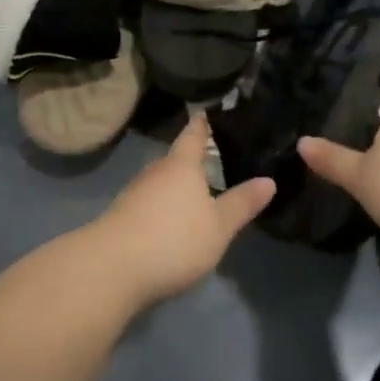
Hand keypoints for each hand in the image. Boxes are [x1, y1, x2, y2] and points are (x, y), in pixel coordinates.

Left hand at [88, 113, 275, 308]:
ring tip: (199, 195)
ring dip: (177, 188)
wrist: (110, 269)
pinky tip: (173, 223)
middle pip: (177, 160)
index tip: (208, 111)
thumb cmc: (173, 239)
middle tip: (218, 162)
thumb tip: (269, 180)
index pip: (194, 135)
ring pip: (162, 183)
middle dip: (194, 161)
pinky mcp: (121, 218)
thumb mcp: (218, 226)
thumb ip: (242, 203)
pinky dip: (163, 207)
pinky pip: (149, 204)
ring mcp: (134, 194)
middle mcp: (156, 172)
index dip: (203, 123)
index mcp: (181, 165)